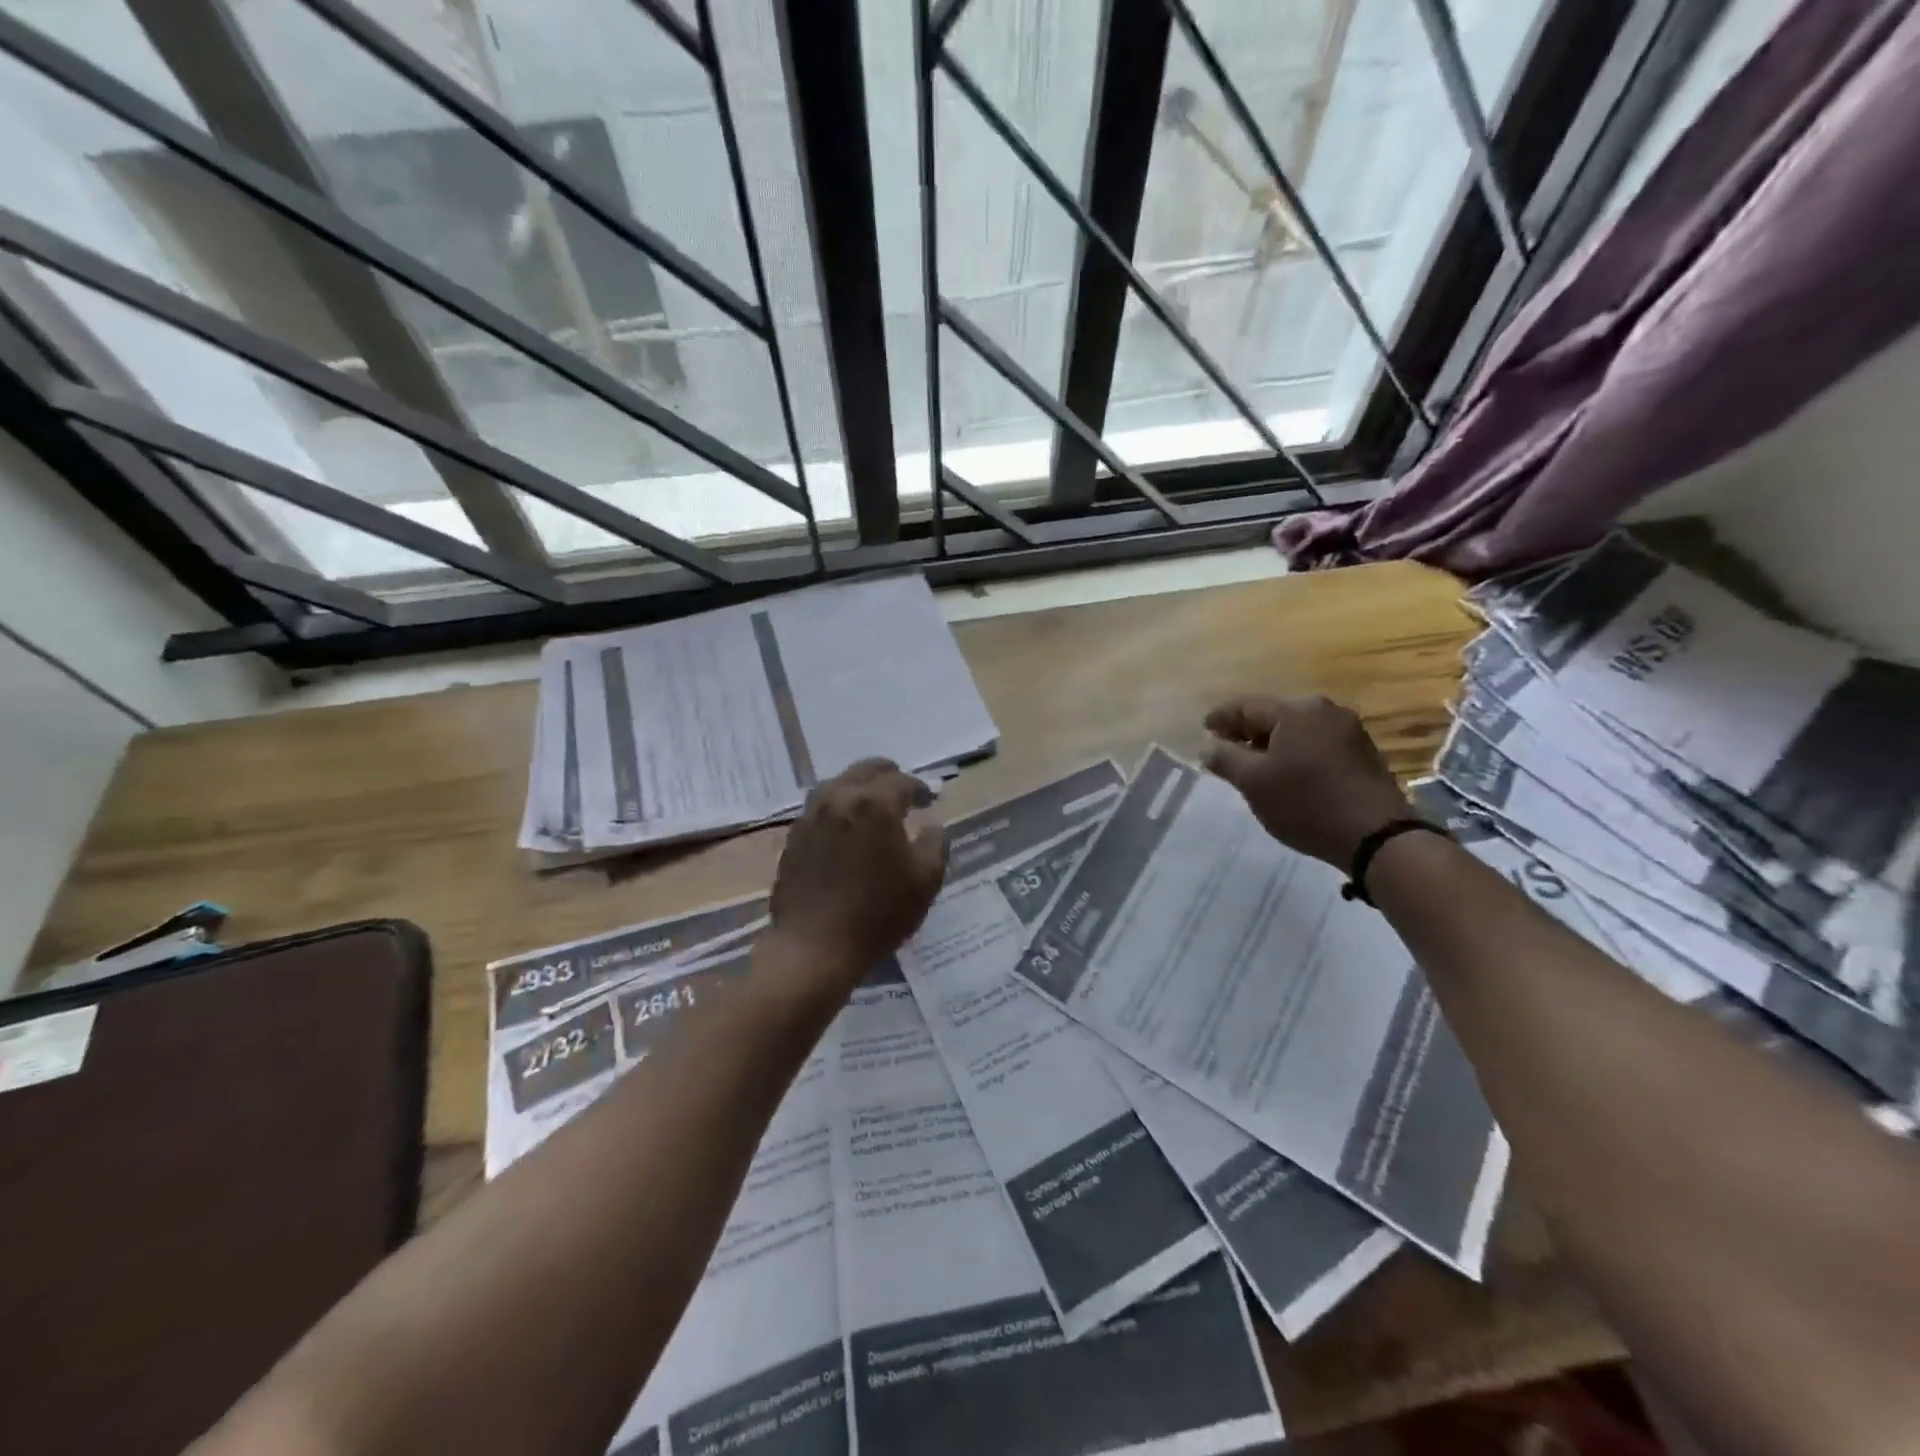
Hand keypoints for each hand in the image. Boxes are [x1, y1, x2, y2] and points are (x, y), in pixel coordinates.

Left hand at [765, 759, 947, 993]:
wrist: (814, 947)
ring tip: (872, 806)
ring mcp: (810, 817)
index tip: (930, 801)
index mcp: (874, 804)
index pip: (902, 781)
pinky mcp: (793, 838)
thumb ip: (935, 844)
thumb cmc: (878, 914)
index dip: (920, 789)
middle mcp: (839, 799)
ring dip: (858, 788)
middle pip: (865, 770)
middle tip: (903, 792)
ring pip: (837, 785)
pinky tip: (846, 829)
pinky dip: (838, 808)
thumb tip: (932, 825)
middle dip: (888, 776)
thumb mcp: (925, 881)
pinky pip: (819, 809)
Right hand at [1203, 694, 1414, 867]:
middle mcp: (1325, 709)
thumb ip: (1225, 759)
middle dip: (1247, 731)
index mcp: (1295, 710)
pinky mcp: (1362, 752)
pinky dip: (1295, 753)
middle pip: (1273, 715)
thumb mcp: (1253, 782)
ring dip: (1272, 743)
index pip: (1246, 706)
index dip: (1221, 718)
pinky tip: (1287, 773)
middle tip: (1225, 749)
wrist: (1377, 836)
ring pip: (1296, 730)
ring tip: (1254, 765)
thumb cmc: (1306, 803)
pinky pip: (1316, 743)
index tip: (1204, 729)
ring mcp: (1349, 730)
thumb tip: (1209, 747)